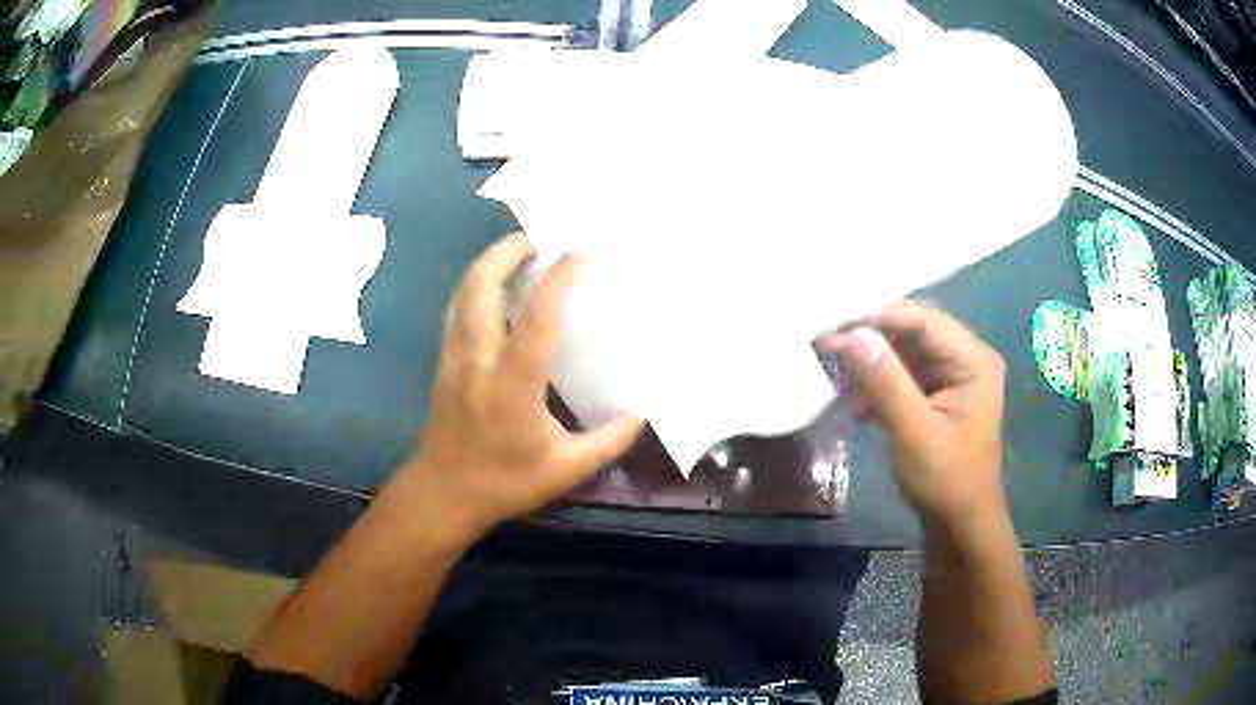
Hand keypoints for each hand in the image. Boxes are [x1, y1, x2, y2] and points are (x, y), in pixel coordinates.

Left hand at [399, 232, 643, 543]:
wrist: (444, 493)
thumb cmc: (504, 483)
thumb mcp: (565, 470)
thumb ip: (607, 441)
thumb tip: (639, 415)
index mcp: (513, 384)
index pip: (536, 317)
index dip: (558, 277)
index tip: (580, 253)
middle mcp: (479, 359)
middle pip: (482, 287)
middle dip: (507, 251)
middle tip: (537, 236)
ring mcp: (455, 358)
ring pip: (463, 294)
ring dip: (488, 264)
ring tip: (516, 250)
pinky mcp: (444, 362)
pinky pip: (456, 309)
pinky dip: (475, 286)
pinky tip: (492, 287)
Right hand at [821, 300, 1006, 529]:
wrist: (959, 524)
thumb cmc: (946, 480)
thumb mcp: (915, 432)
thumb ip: (885, 381)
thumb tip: (851, 334)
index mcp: (973, 360)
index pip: (923, 320)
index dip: (878, 317)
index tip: (834, 324)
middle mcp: (963, 358)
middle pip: (912, 331)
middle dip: (869, 338)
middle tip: (825, 344)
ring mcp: (949, 376)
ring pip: (902, 352)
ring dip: (869, 362)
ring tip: (833, 372)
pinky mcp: (934, 394)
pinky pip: (901, 375)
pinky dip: (876, 384)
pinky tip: (854, 402)